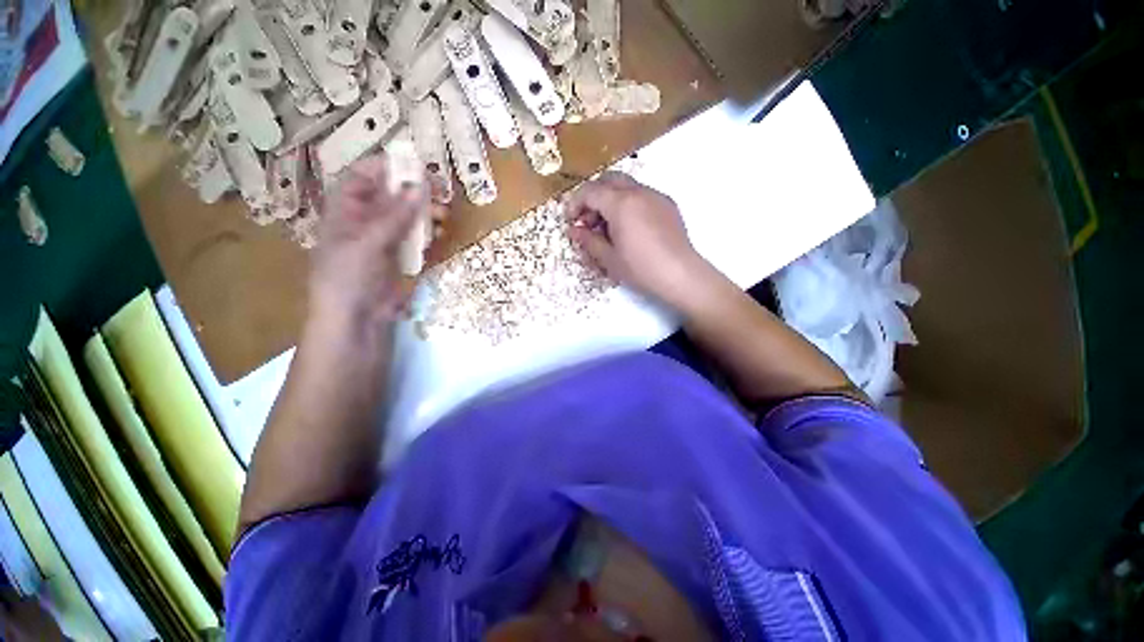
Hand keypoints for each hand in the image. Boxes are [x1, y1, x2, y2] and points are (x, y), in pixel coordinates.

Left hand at [308, 155, 433, 327]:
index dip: (387, 167)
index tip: (415, 164)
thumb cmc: (348, 277)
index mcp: (346, 210)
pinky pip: (417, 239)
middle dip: (415, 191)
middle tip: (440, 191)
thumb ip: (396, 216)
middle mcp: (366, 220)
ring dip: (426, 214)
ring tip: (443, 216)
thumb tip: (421, 187)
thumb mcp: (368, 242)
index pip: (363, 177)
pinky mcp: (401, 257)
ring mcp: (386, 239)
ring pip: (408, 217)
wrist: (356, 319)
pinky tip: (439, 235)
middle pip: (391, 195)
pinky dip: (429, 235)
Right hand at [566, 172, 707, 308]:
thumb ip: (589, 241)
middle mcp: (639, 192)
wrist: (680, 275)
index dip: (575, 203)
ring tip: (608, 226)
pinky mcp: (667, 204)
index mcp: (621, 203)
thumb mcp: (609, 258)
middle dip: (593, 195)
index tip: (571, 221)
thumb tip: (574, 230)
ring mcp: (656, 196)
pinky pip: (642, 194)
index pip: (590, 191)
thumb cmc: (641, 269)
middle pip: (608, 179)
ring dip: (611, 198)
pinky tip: (630, 227)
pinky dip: (628, 203)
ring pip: (626, 185)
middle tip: (588, 220)